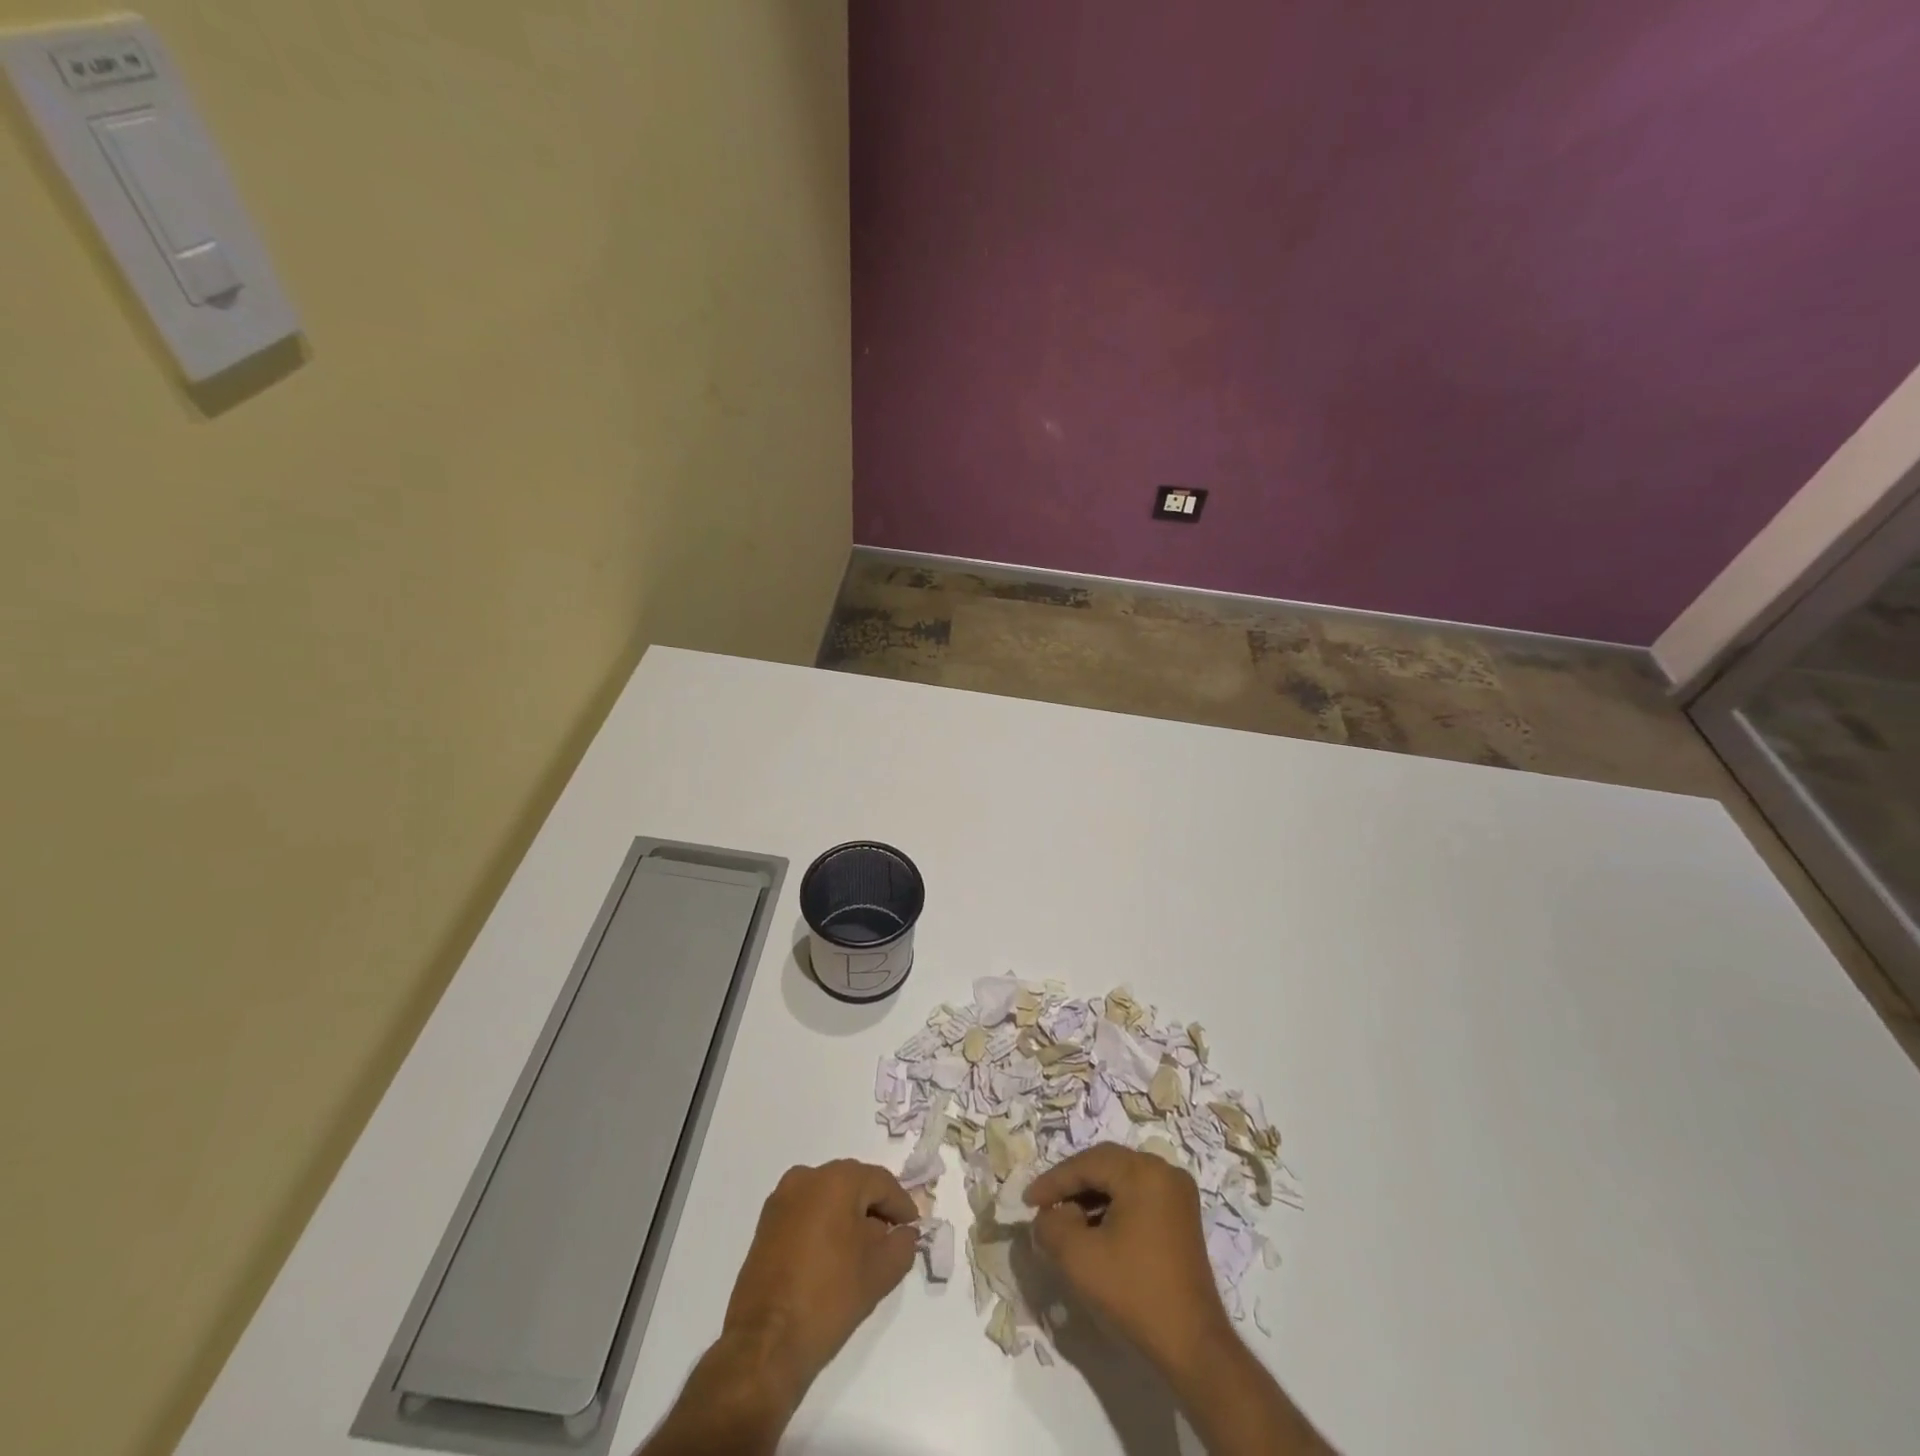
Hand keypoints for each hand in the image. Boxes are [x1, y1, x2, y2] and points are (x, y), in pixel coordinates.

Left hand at [722, 1160, 919, 1399]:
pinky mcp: (766, 1225)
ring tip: (863, 1252)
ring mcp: (781, 1200)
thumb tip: (903, 1232)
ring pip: (828, 1198)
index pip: (881, 1182)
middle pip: (853, 1185)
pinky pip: (807, 1213)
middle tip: (892, 1239)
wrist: (764, 1345)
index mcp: (836, 1179)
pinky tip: (833, 1258)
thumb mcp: (881, 1272)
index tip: (913, 1229)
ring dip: (849, 1218)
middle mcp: (806, 1177)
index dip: (901, 1205)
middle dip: (874, 1209)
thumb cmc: (828, 1298)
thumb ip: (903, 1244)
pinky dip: (825, 1227)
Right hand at [1025, 1144, 1232, 1379]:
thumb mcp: (1078, 1258)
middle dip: (1071, 1185)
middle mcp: (1164, 1171)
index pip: (1086, 1163)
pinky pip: (1137, 1197)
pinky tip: (1094, 1231)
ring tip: (1065, 1222)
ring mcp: (1177, 1194)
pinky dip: (1112, 1208)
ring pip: (1121, 1181)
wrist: (1192, 1347)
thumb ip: (1051, 1227)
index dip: (1053, 1181)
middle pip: (1105, 1166)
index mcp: (1143, 1171)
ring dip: (1091, 1197)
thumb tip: (1047, 1217)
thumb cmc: (1134, 1293)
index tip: (1027, 1202)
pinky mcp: (1182, 1217)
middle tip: (1044, 1206)